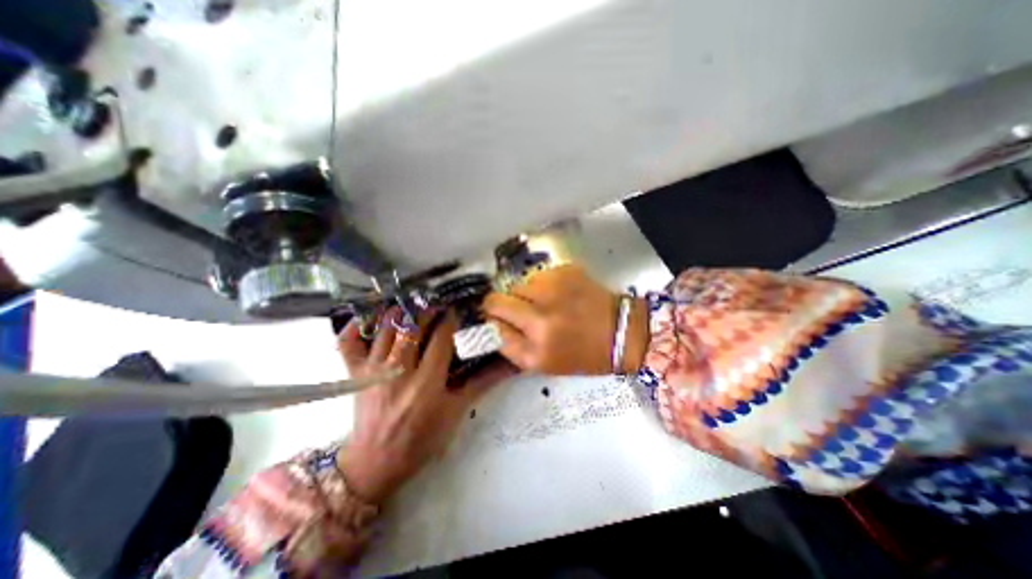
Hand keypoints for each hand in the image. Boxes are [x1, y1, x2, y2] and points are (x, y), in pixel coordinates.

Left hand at [336, 309, 508, 503]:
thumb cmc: (423, 438)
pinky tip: (368, 318)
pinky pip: (348, 343)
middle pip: (413, 327)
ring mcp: (373, 371)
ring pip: (386, 328)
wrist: (377, 463)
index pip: (440, 338)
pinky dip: (355, 327)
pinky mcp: (355, 374)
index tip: (456, 310)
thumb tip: (511, 365)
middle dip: (427, 311)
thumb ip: (483, 383)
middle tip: (437, 305)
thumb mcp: (457, 411)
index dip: (449, 320)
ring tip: (412, 307)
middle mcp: (398, 371)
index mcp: (427, 382)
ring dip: (400, 312)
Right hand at [482, 265, 642, 374]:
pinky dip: (541, 285)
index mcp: (536, 350)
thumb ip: (513, 346)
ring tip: (542, 302)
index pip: (492, 328)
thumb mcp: (544, 363)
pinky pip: (537, 276)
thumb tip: (491, 324)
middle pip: (495, 300)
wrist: (622, 331)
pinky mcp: (564, 272)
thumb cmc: (584, 354)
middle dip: (496, 304)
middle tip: (510, 307)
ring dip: (523, 294)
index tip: (494, 320)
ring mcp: (552, 290)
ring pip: (516, 285)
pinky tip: (558, 293)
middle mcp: (540, 319)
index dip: (491, 322)